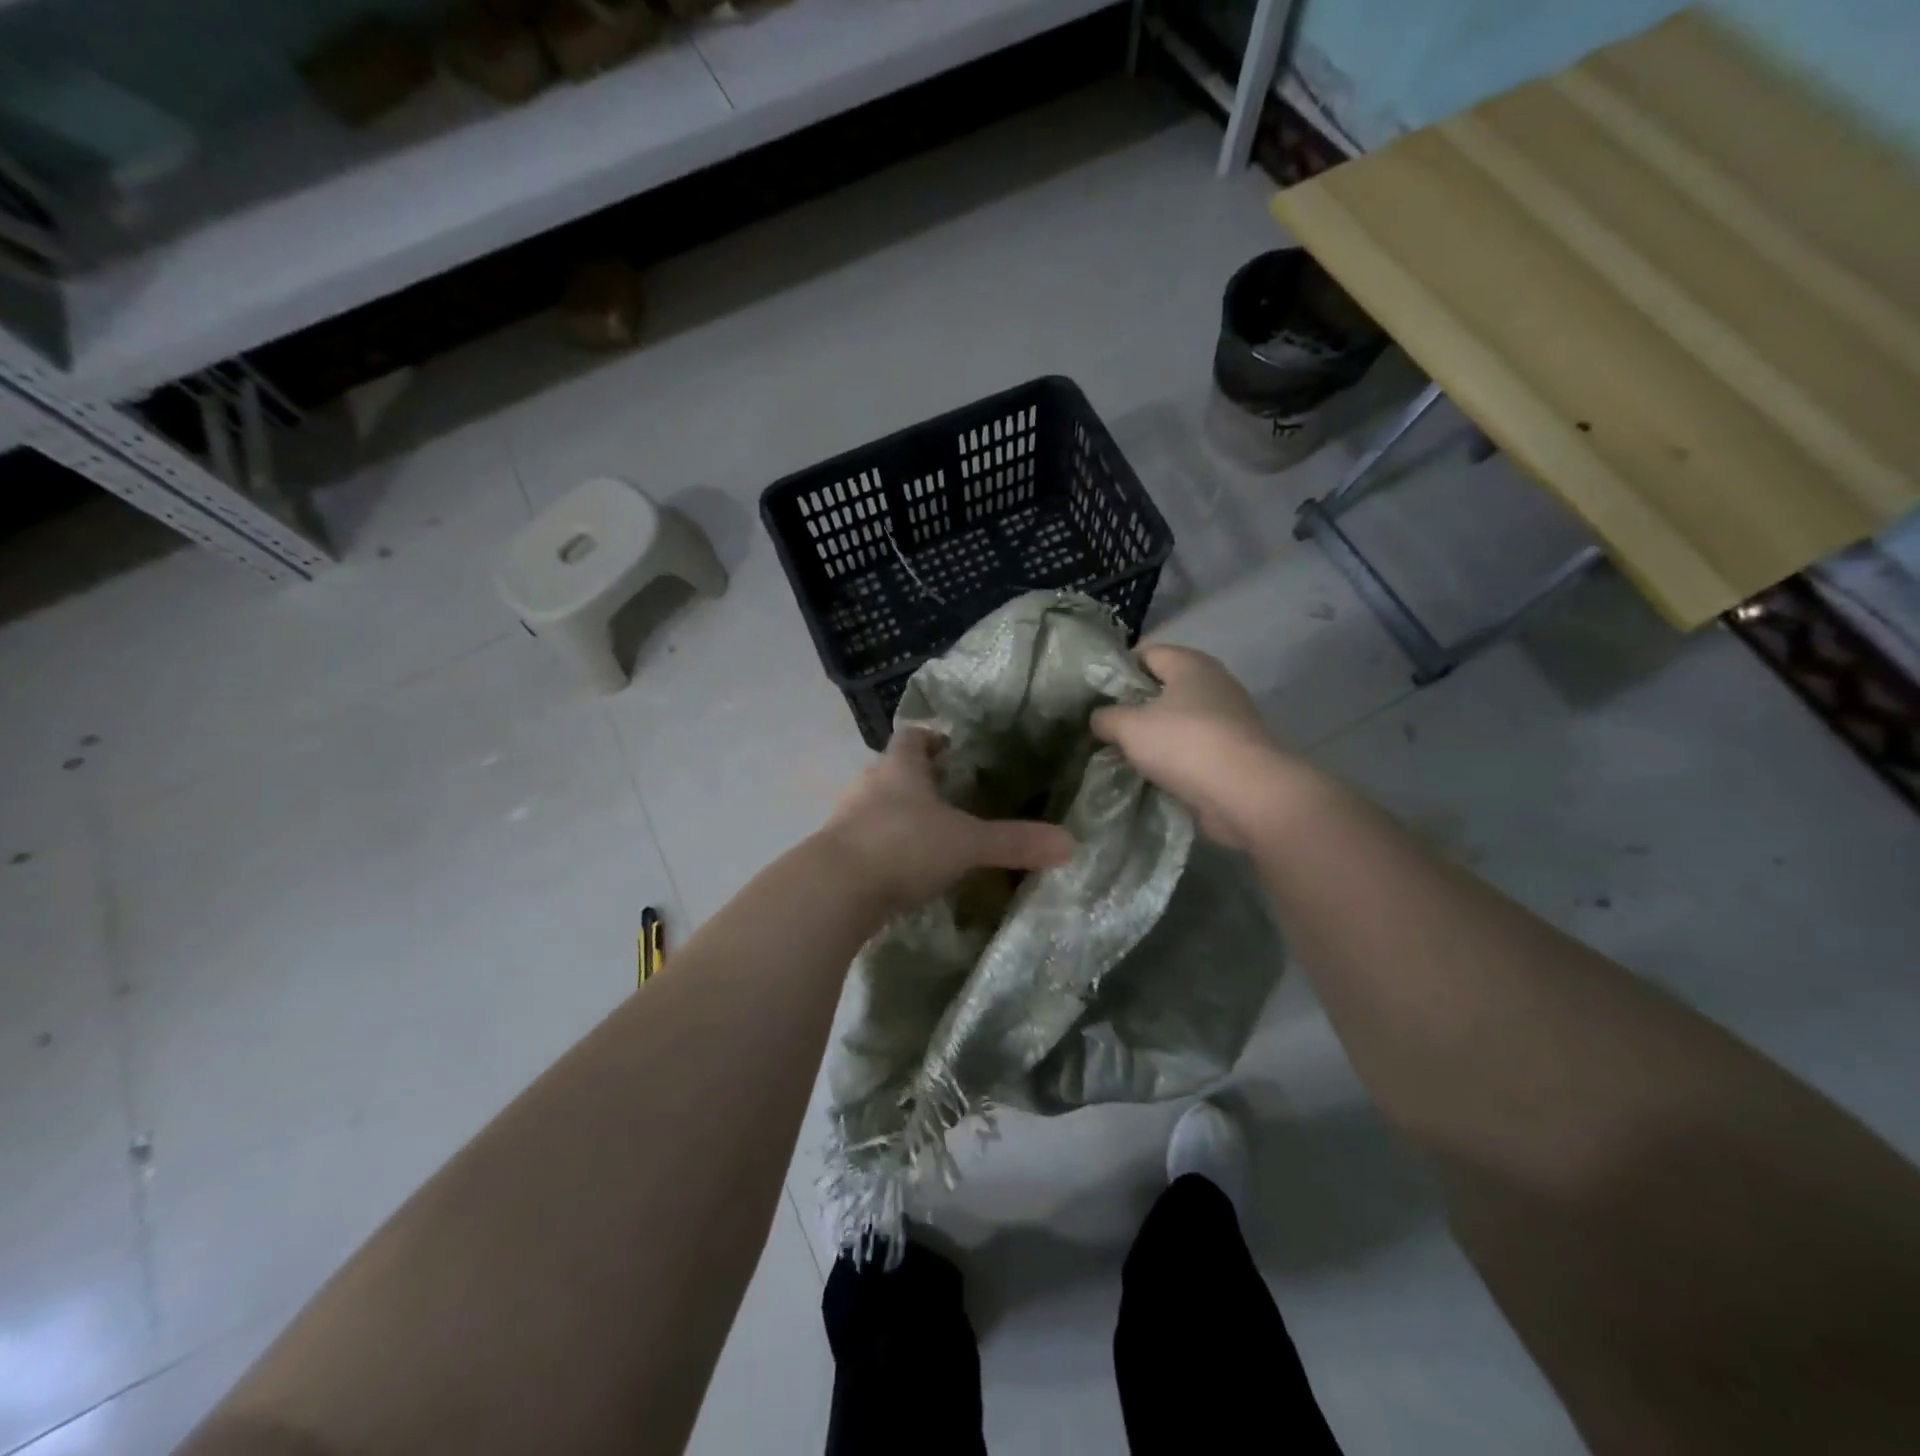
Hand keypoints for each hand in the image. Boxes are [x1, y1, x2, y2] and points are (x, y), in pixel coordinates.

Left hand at [820, 728, 1076, 912]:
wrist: (834, 891)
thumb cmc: (903, 847)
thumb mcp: (967, 843)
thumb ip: (1015, 842)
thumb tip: (1071, 843)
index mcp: (899, 768)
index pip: (912, 737)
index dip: (931, 739)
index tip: (951, 749)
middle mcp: (868, 785)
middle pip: (891, 770)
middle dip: (917, 780)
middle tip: (948, 797)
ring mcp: (845, 819)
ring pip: (875, 806)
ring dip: (897, 815)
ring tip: (928, 835)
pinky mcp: (833, 853)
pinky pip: (863, 841)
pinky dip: (882, 848)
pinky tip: (901, 869)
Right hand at [1090, 644, 1280, 848]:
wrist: (1244, 793)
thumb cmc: (1183, 743)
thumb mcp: (1128, 727)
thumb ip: (1106, 717)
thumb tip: (1100, 718)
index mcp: (1191, 664)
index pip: (1147, 653)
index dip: (1118, 670)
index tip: (1096, 695)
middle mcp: (1214, 683)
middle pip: (1163, 687)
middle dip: (1134, 706)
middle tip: (1106, 727)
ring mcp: (1229, 718)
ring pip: (1178, 720)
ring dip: (1154, 736)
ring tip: (1124, 754)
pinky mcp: (1234, 751)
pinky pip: (1194, 748)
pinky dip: (1174, 758)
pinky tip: (1152, 774)